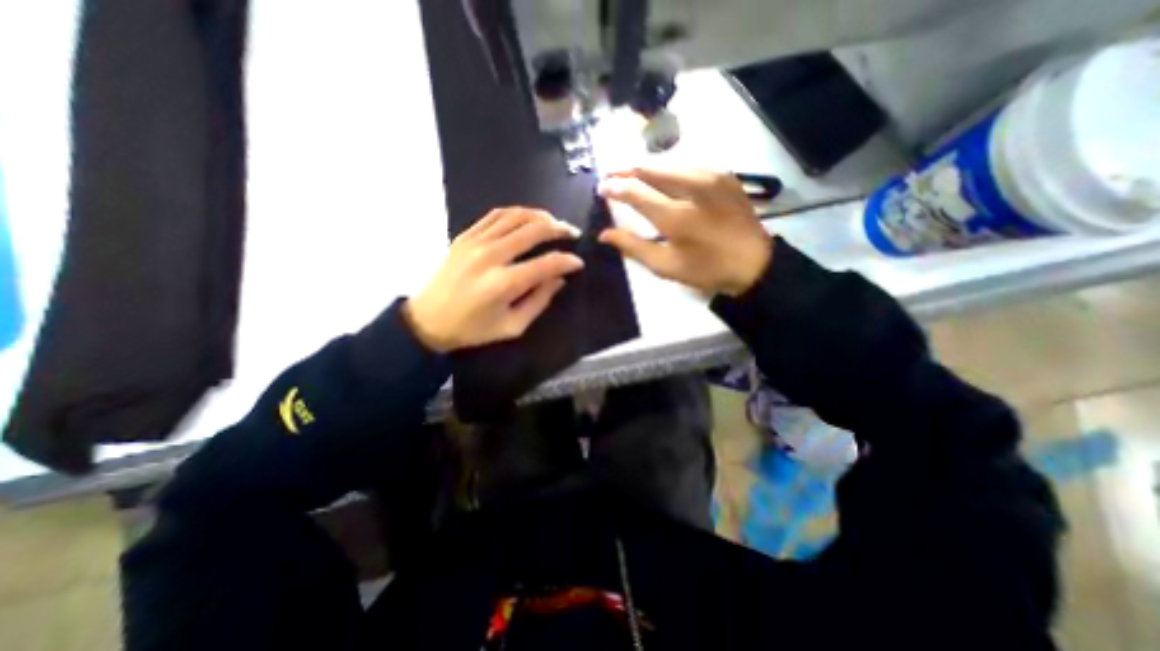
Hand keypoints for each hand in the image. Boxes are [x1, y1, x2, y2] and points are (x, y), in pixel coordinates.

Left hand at [404, 208, 584, 353]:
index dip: (567, 261)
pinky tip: (528, 218)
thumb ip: (539, 301)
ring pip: (516, 216)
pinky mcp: (465, 236)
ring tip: (554, 223)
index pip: (546, 264)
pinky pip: (496, 215)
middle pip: (533, 230)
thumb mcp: (512, 327)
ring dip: (540, 216)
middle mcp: (490, 256)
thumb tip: (559, 279)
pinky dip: (516, 213)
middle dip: (559, 229)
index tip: (579, 262)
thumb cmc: (472, 330)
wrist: (427, 319)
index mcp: (503, 283)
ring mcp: (475, 242)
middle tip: (573, 233)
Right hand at [597, 169, 768, 298]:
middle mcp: (692, 189)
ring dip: (647, 169)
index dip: (615, 188)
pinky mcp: (724, 175)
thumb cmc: (706, 269)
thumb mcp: (665, 266)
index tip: (602, 188)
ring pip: (669, 165)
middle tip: (611, 176)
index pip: (636, 192)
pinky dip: (670, 171)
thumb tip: (604, 234)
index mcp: (675, 216)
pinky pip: (689, 167)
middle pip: (650, 170)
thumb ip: (633, 246)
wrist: (754, 262)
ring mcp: (711, 178)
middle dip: (626, 171)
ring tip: (632, 176)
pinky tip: (663, 178)